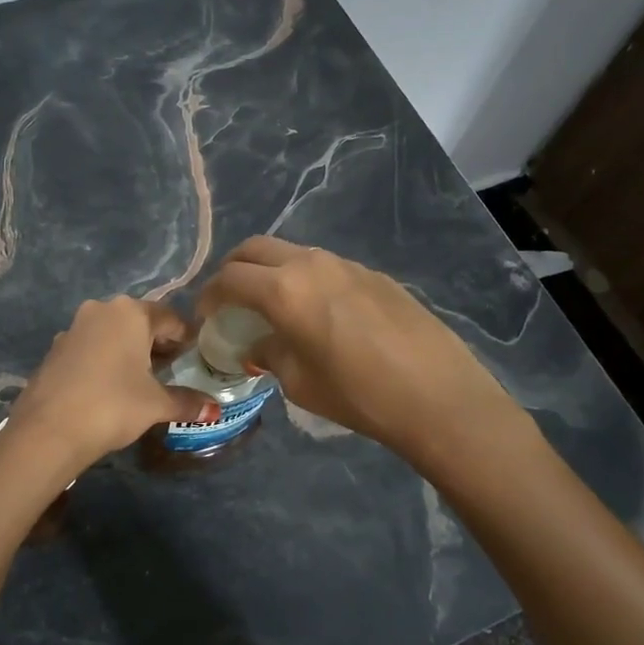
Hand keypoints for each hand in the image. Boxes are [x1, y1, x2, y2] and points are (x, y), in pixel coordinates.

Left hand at [4, 297, 214, 474]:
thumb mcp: (156, 404)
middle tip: (172, 368)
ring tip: (142, 379)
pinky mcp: (55, 350)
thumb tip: (215, 410)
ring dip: (129, 350)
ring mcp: (73, 328)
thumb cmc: (112, 405)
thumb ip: (187, 402)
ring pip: (111, 333)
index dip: (186, 337)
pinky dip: (104, 360)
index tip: (196, 356)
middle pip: (139, 322)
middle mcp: (100, 310)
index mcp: (130, 313)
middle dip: (157, 343)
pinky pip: (90, 348)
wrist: (48, 430)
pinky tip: (110, 386)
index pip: (170, 318)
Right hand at [195, 236, 527, 464]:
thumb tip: (260, 343)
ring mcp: (346, 263)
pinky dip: (304, 279)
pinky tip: (318, 313)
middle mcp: (310, 263)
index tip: (206, 318)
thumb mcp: (298, 382)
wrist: (437, 395)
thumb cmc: (358, 395)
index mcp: (284, 290)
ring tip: (272, 306)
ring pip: (292, 252)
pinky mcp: (374, 274)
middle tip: (230, 302)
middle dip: (233, 270)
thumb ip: (269, 352)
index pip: (229, 279)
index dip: (209, 297)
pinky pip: (324, 266)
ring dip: (270, 271)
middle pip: (254, 249)